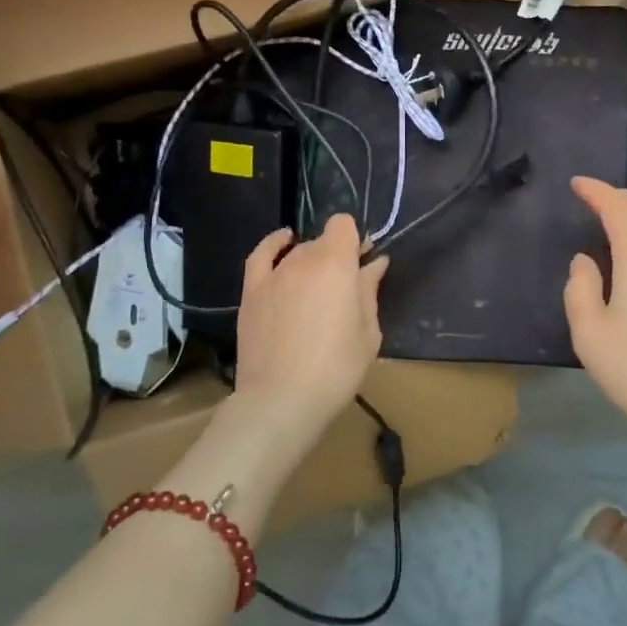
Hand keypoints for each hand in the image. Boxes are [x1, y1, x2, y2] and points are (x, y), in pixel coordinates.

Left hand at [232, 214, 388, 439]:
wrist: (280, 400)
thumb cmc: (335, 369)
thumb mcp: (367, 333)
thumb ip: (369, 291)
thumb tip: (375, 263)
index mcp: (336, 265)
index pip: (343, 225)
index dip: (355, 239)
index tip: (363, 262)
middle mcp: (303, 260)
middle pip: (322, 242)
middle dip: (337, 255)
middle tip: (346, 286)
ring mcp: (274, 275)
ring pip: (298, 252)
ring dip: (312, 261)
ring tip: (319, 289)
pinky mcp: (252, 292)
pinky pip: (262, 256)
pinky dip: (274, 244)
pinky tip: (284, 241)